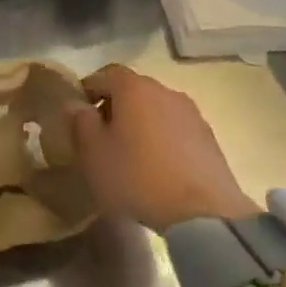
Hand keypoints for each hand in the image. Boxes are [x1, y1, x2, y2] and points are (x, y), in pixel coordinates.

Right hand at [66, 64, 257, 227]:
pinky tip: (156, 167)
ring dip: (140, 124)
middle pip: (133, 90)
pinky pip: (175, 129)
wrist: (203, 213)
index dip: (88, 89)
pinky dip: (161, 139)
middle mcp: (166, 92)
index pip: (105, 73)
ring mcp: (192, 114)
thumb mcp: (93, 153)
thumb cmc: (136, 177)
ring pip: (156, 110)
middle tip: (101, 136)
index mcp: (134, 89)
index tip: (78, 113)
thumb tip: (76, 104)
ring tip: (129, 154)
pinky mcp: (209, 139)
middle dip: (114, 107)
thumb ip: (80, 122)